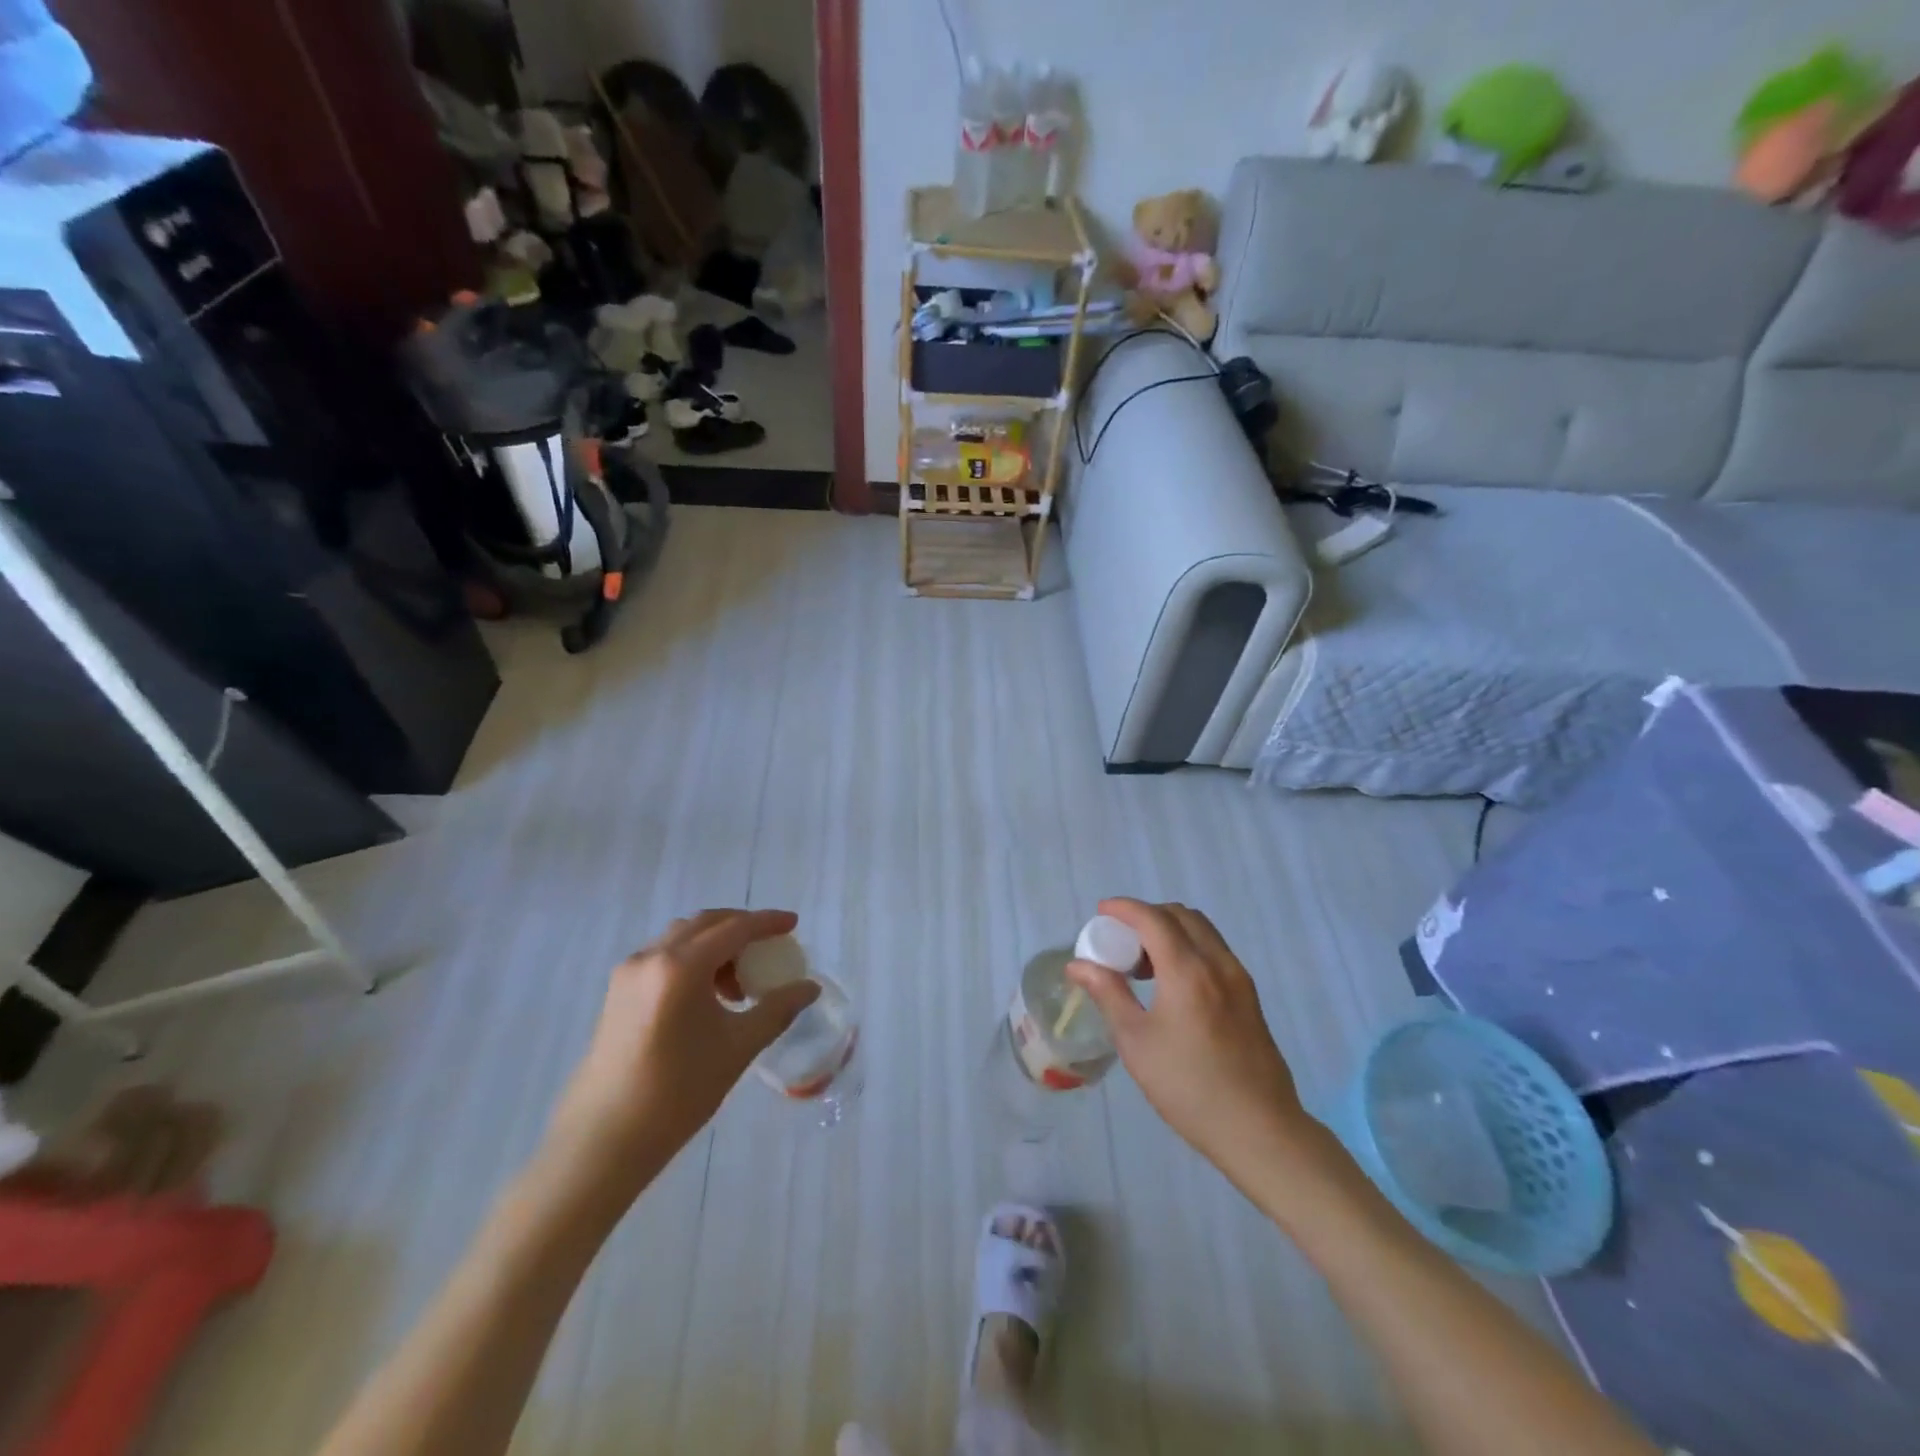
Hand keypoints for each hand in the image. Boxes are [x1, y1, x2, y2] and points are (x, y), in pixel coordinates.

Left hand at [546, 910, 817, 1190]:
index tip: (793, 923)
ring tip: (739, 981)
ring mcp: (629, 972)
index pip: (734, 928)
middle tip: (770, 944)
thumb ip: (777, 1010)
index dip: (767, 922)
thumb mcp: (738, 1047)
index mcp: (681, 966)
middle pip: (705, 924)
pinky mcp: (617, 991)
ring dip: (715, 944)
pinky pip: (663, 956)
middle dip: (741, 927)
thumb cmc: (677, 1092)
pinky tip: (707, 996)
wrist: (603, 1139)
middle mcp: (651, 957)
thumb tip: (810, 988)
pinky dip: (693, 959)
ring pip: (682, 938)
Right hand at [1066, 898, 1317, 1179]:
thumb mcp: (1136, 1042)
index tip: (1100, 913)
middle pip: (1180, 916)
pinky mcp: (1249, 996)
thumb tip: (1078, 965)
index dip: (1124, 908)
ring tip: (1143, 964)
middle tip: (1120, 940)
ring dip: (1169, 931)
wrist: (1260, 1130)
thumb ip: (1108, 993)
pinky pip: (1215, 951)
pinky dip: (1188, 947)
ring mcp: (1239, 978)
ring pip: (1201, 931)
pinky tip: (1171, 983)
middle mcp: (1218, 963)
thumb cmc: (1189, 1087)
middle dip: (1146, 916)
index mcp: (1188, 971)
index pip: (1153, 918)